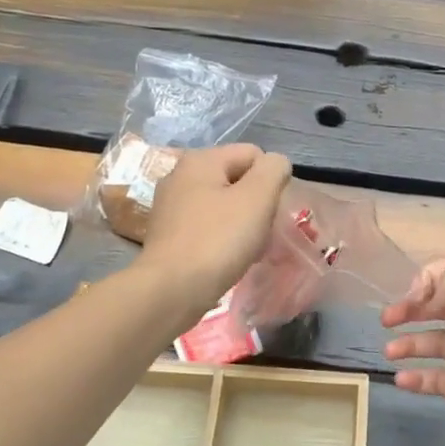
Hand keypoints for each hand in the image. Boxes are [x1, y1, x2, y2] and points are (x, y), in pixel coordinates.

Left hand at [138, 145, 292, 310]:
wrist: (171, 290)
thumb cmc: (218, 240)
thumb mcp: (258, 197)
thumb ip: (274, 170)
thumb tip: (276, 164)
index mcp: (201, 159)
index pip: (254, 154)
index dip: (270, 181)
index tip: (270, 211)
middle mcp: (180, 175)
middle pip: (237, 179)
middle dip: (256, 203)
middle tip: (260, 232)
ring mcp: (170, 206)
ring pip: (223, 204)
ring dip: (241, 223)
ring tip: (246, 249)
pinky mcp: (168, 234)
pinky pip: (207, 226)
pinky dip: (222, 238)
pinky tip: (225, 258)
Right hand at [382, 257, 444, 445]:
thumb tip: (430, 296)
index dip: (427, 280)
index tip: (411, 296)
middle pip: (438, 308)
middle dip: (410, 310)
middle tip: (386, 320)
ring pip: (433, 343)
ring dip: (408, 344)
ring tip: (388, 352)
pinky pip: (434, 377)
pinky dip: (415, 377)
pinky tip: (400, 379)